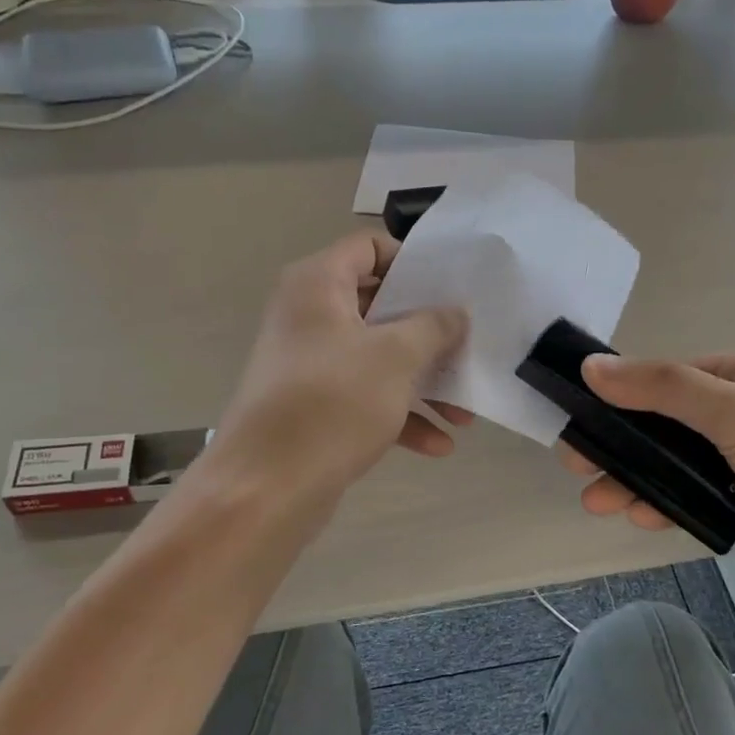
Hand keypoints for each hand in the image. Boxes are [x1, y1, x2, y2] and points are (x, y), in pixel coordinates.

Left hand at [211, 231, 469, 497]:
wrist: (267, 488)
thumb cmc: (333, 403)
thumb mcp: (395, 356)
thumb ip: (433, 326)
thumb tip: (455, 312)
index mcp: (318, 285)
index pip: (368, 247)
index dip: (411, 261)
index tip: (450, 287)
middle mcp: (309, 317)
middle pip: (380, 307)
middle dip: (429, 334)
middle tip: (467, 348)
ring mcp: (311, 365)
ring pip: (378, 359)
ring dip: (423, 384)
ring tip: (464, 414)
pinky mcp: (315, 408)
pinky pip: (366, 398)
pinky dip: (400, 417)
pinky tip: (438, 445)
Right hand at [561, 353, 734, 619]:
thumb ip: (666, 389)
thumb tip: (592, 366)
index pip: (680, 373)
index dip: (631, 388)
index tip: (586, 406)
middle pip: (670, 422)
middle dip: (624, 442)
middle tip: (575, 458)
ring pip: (674, 465)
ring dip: (635, 479)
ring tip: (595, 499)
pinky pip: (688, 499)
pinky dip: (660, 504)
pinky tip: (637, 516)